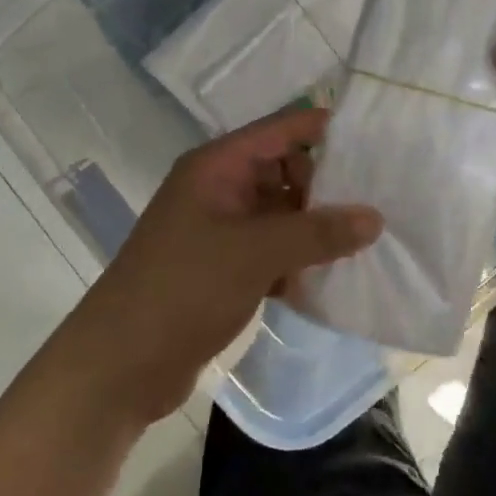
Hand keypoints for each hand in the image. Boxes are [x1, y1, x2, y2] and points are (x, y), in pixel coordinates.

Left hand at [69, 109, 381, 421]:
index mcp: (217, 166)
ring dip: (314, 226)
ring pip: (280, 212)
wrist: (120, 366)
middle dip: (325, 186)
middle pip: (284, 169)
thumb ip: (317, 232)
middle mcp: (219, 188)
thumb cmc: (184, 288)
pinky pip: (271, 248)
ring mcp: (220, 229)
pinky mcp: (223, 266)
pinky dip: (296, 258)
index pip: (280, 130)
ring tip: (365, 240)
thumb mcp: (256, 253)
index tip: (374, 139)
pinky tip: (329, 278)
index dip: (323, 129)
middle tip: (375, 203)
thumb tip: (374, 217)